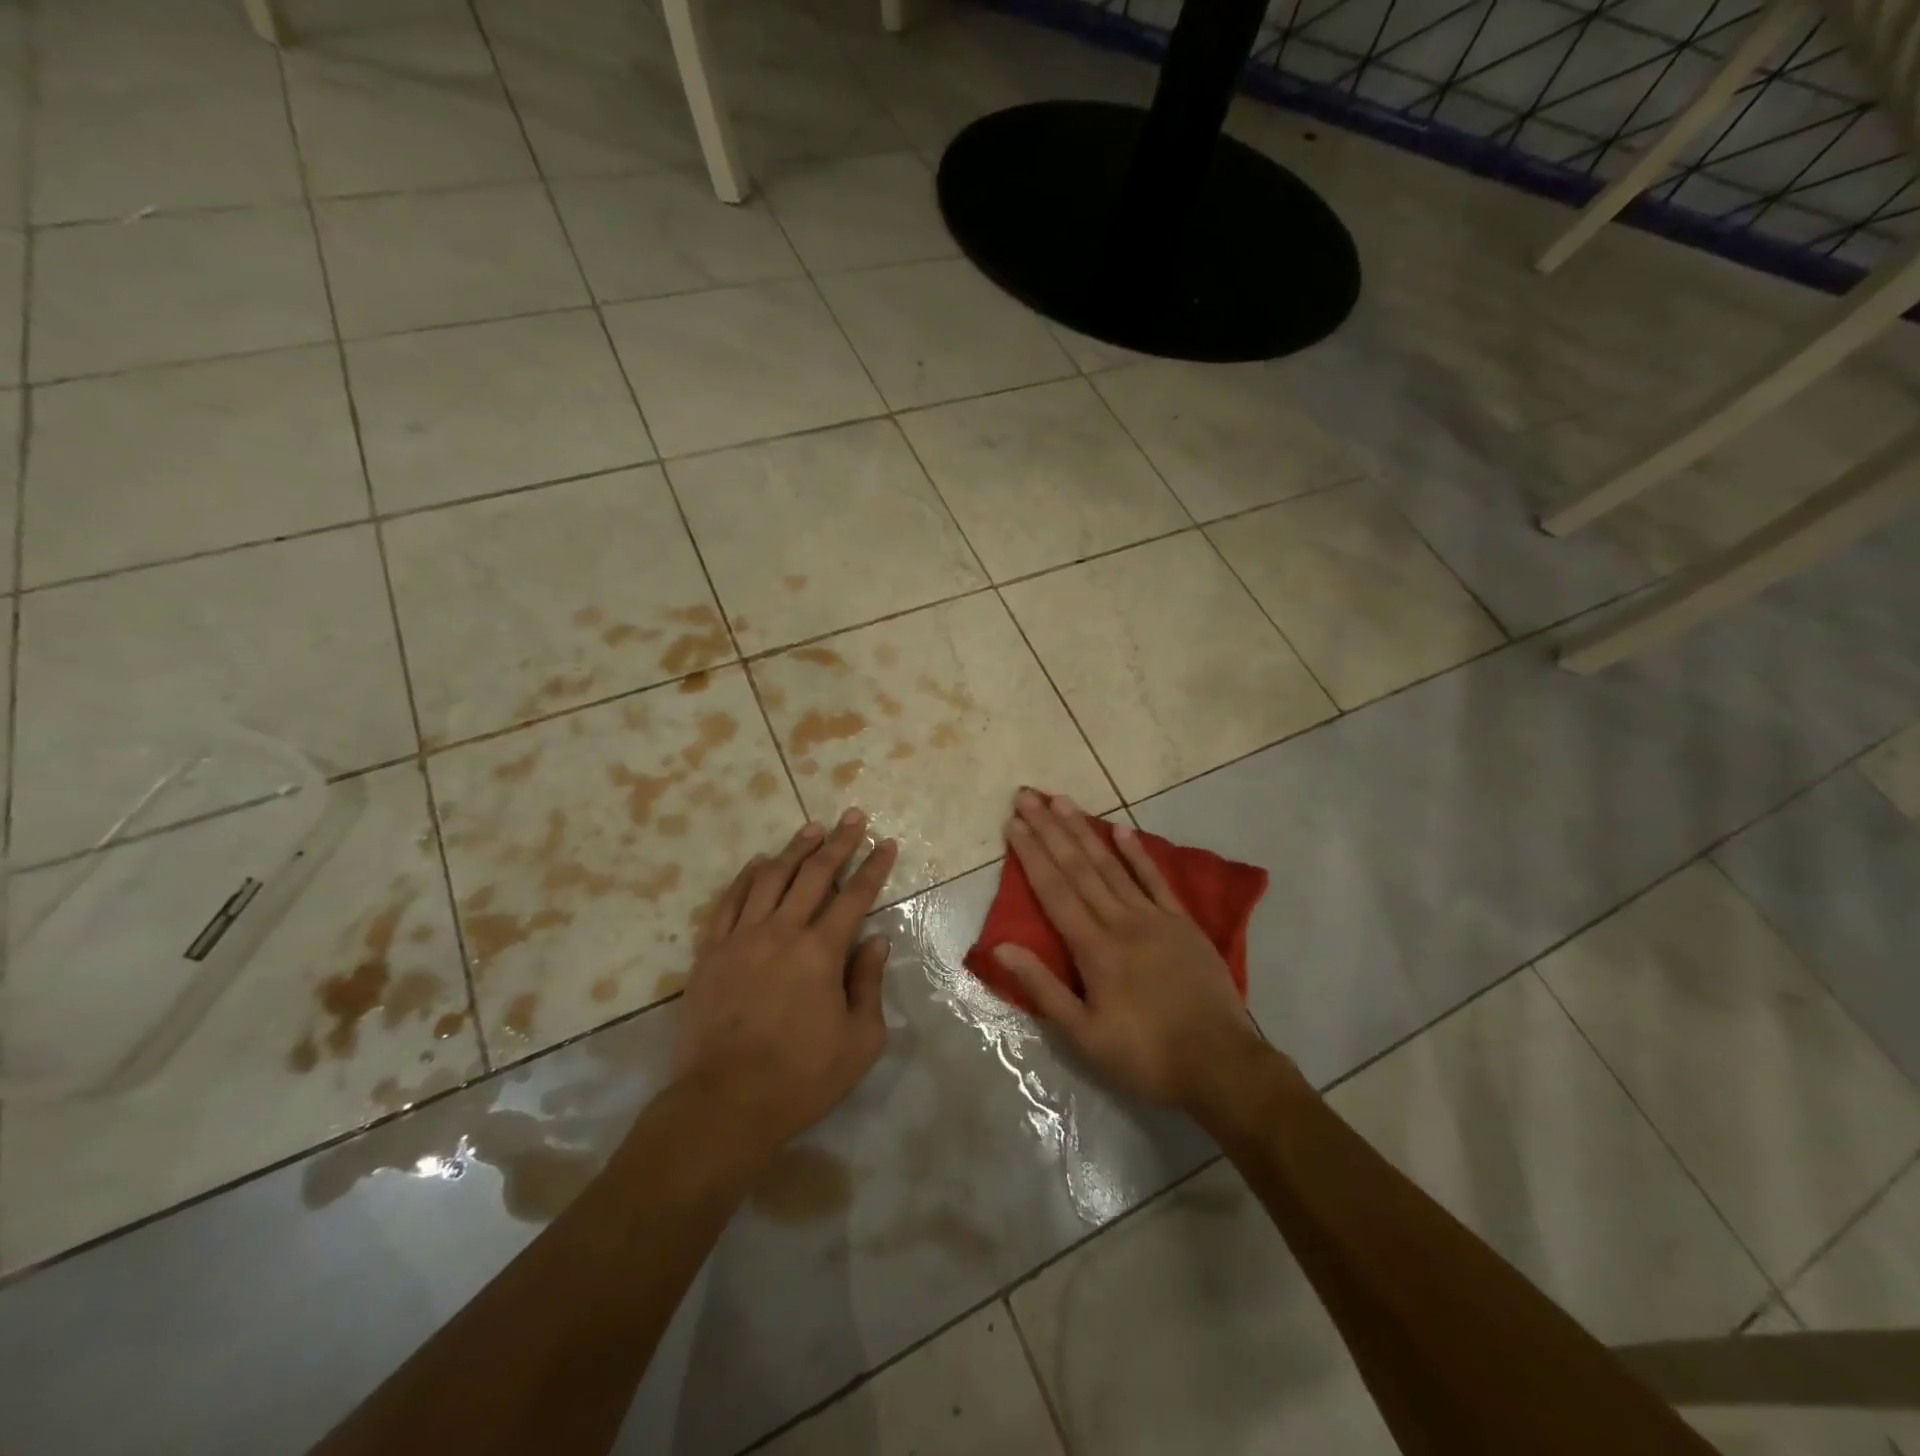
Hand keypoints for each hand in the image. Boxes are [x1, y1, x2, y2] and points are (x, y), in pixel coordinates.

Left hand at [672, 809, 899, 1156]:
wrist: (725, 1103)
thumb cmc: (801, 1077)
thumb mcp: (859, 1041)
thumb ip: (868, 984)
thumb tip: (875, 941)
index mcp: (821, 952)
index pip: (855, 896)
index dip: (874, 867)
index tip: (886, 843)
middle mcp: (782, 933)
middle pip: (814, 875)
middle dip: (838, 843)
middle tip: (852, 817)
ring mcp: (741, 939)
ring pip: (771, 879)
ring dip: (794, 850)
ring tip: (810, 828)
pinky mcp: (711, 953)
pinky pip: (729, 902)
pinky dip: (746, 878)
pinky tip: (758, 863)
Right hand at [993, 790, 1266, 1112]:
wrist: (1220, 1063)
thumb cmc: (1145, 1055)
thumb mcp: (1083, 1035)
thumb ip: (1043, 988)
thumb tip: (1002, 947)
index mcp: (1094, 948)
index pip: (1054, 891)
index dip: (1031, 855)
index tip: (1014, 824)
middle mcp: (1120, 921)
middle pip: (1078, 868)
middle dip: (1050, 830)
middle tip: (1029, 796)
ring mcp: (1154, 918)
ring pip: (1111, 865)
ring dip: (1084, 831)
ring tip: (1063, 801)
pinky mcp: (1182, 923)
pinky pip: (1155, 880)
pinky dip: (1137, 853)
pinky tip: (1121, 830)